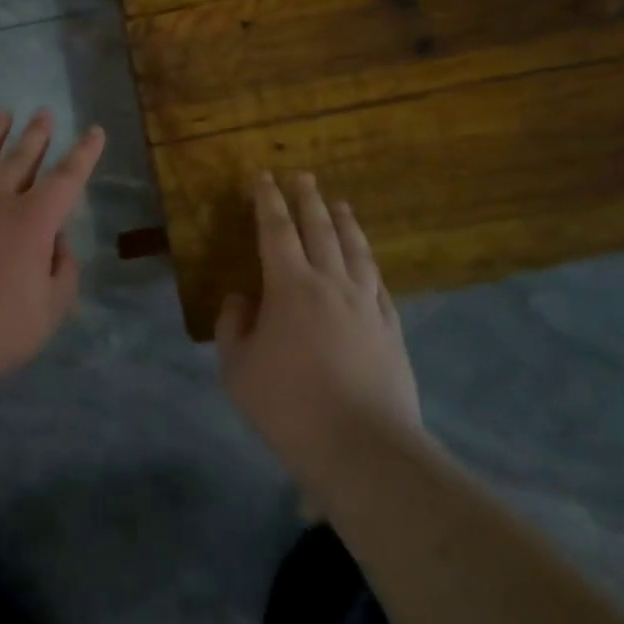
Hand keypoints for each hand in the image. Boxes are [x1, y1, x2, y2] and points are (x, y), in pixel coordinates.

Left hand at [0, 109, 105, 385]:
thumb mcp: (50, 309)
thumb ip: (62, 271)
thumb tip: (57, 242)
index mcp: (33, 221)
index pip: (67, 178)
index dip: (84, 154)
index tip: (93, 131)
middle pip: (20, 158)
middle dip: (36, 134)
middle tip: (43, 112)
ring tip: (1, 115)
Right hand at [216, 172, 423, 480]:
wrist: (361, 447)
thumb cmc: (288, 406)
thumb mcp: (237, 369)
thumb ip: (233, 326)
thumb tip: (240, 298)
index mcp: (289, 286)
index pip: (276, 229)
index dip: (267, 200)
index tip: (262, 178)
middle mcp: (330, 282)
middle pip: (319, 228)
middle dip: (307, 198)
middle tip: (301, 176)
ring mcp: (366, 303)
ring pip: (355, 248)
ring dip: (344, 221)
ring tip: (339, 203)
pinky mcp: (390, 326)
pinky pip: (378, 281)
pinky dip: (368, 261)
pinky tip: (366, 259)